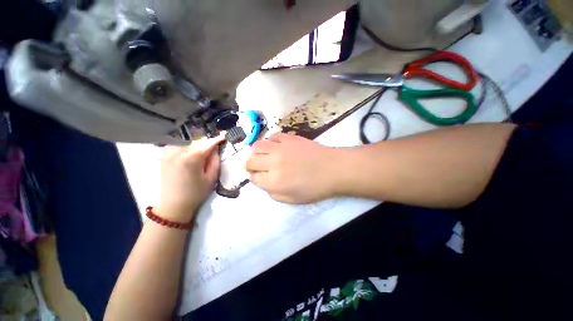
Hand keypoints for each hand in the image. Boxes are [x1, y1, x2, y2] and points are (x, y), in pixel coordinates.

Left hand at [156, 133, 225, 221]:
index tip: (224, 135)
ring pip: (187, 143)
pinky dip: (187, 146)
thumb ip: (215, 160)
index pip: (207, 144)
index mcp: (191, 158)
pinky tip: (191, 153)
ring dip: (197, 144)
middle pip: (196, 142)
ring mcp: (168, 153)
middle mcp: (178, 152)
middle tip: (215, 145)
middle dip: (207, 142)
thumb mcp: (211, 178)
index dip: (217, 139)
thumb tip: (216, 148)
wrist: (173, 205)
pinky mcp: (163, 157)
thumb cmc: (196, 192)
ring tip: (203, 150)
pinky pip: (178, 146)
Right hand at [246, 133, 340, 203]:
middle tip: (259, 166)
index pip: (253, 177)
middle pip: (250, 160)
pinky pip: (273, 136)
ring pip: (257, 145)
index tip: (259, 177)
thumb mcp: (292, 200)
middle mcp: (273, 162)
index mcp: (274, 181)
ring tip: (265, 155)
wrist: (332, 169)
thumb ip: (273, 193)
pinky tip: (277, 146)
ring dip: (257, 152)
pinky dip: (271, 142)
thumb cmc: (314, 188)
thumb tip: (263, 182)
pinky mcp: (289, 137)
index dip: (254, 177)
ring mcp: (281, 147)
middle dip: (251, 165)